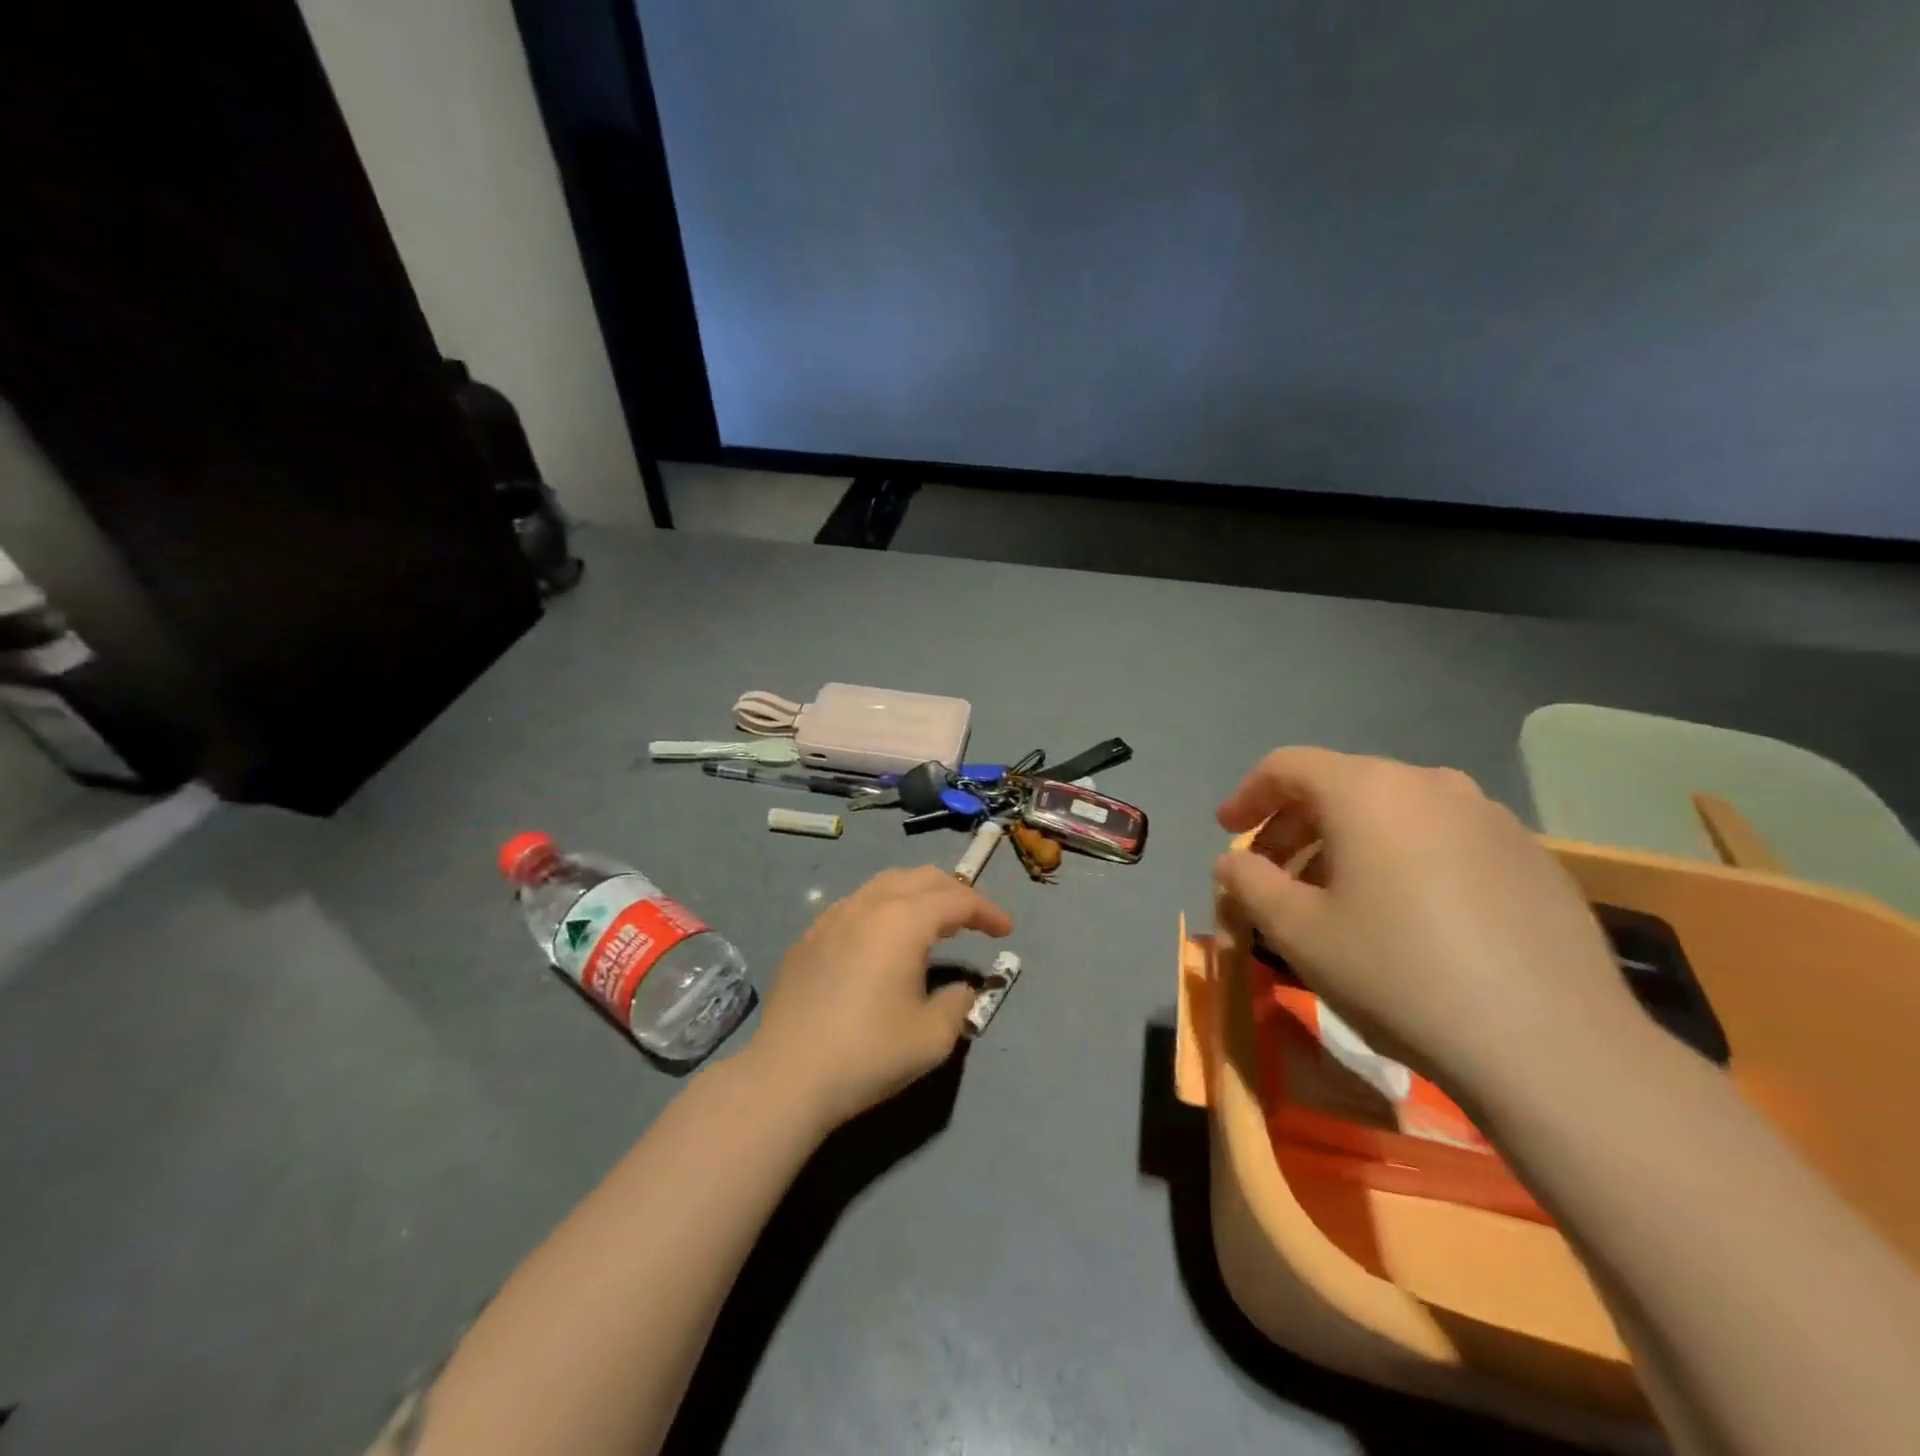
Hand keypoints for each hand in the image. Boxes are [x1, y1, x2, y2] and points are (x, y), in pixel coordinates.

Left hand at [748, 866, 1013, 1126]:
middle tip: (974, 919)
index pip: (956, 900)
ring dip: (916, 895)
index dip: (987, 911)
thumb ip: (958, 1003)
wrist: (786, 1077)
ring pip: (884, 885)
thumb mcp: (932, 1037)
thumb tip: (961, 988)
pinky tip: (881, 940)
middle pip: (921, 878)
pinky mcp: (808, 938)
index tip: (1006, 930)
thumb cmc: (868, 1054)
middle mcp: (868, 906)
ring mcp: (832, 918)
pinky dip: (883, 909)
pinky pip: (855, 905)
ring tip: (931, 922)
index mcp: (903, 921)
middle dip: (954, 892)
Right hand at [1214, 747, 1645, 1099]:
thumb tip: (1233, 863)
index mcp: (1367, 790)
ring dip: (1349, 842)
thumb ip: (1249, 883)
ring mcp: (1490, 817)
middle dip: (1295, 825)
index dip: (1248, 795)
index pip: (1288, 766)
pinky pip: (1444, 838)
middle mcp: (1430, 784)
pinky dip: (1404, 857)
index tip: (1227, 832)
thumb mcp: (1297, 932)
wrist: (1551, 1047)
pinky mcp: (1532, 857)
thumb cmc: (1398, 974)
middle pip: (1341, 785)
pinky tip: (1409, 914)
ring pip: (1395, 811)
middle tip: (1273, 873)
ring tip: (1337, 895)